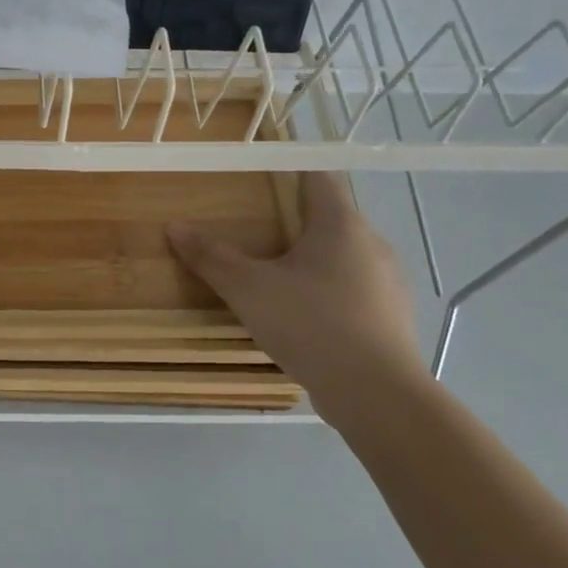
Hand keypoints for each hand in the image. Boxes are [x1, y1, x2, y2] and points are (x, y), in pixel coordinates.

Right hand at [168, 174, 427, 416]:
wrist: (376, 394)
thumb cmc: (310, 324)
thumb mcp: (248, 289)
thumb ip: (211, 256)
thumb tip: (175, 226)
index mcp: (341, 225)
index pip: (318, 178)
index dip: (288, 172)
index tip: (257, 179)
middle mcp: (372, 244)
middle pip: (330, 218)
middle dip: (293, 221)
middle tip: (254, 232)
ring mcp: (388, 283)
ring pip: (343, 256)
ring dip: (312, 260)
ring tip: (275, 277)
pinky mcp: (391, 317)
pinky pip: (354, 290)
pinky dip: (328, 292)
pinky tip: (303, 316)